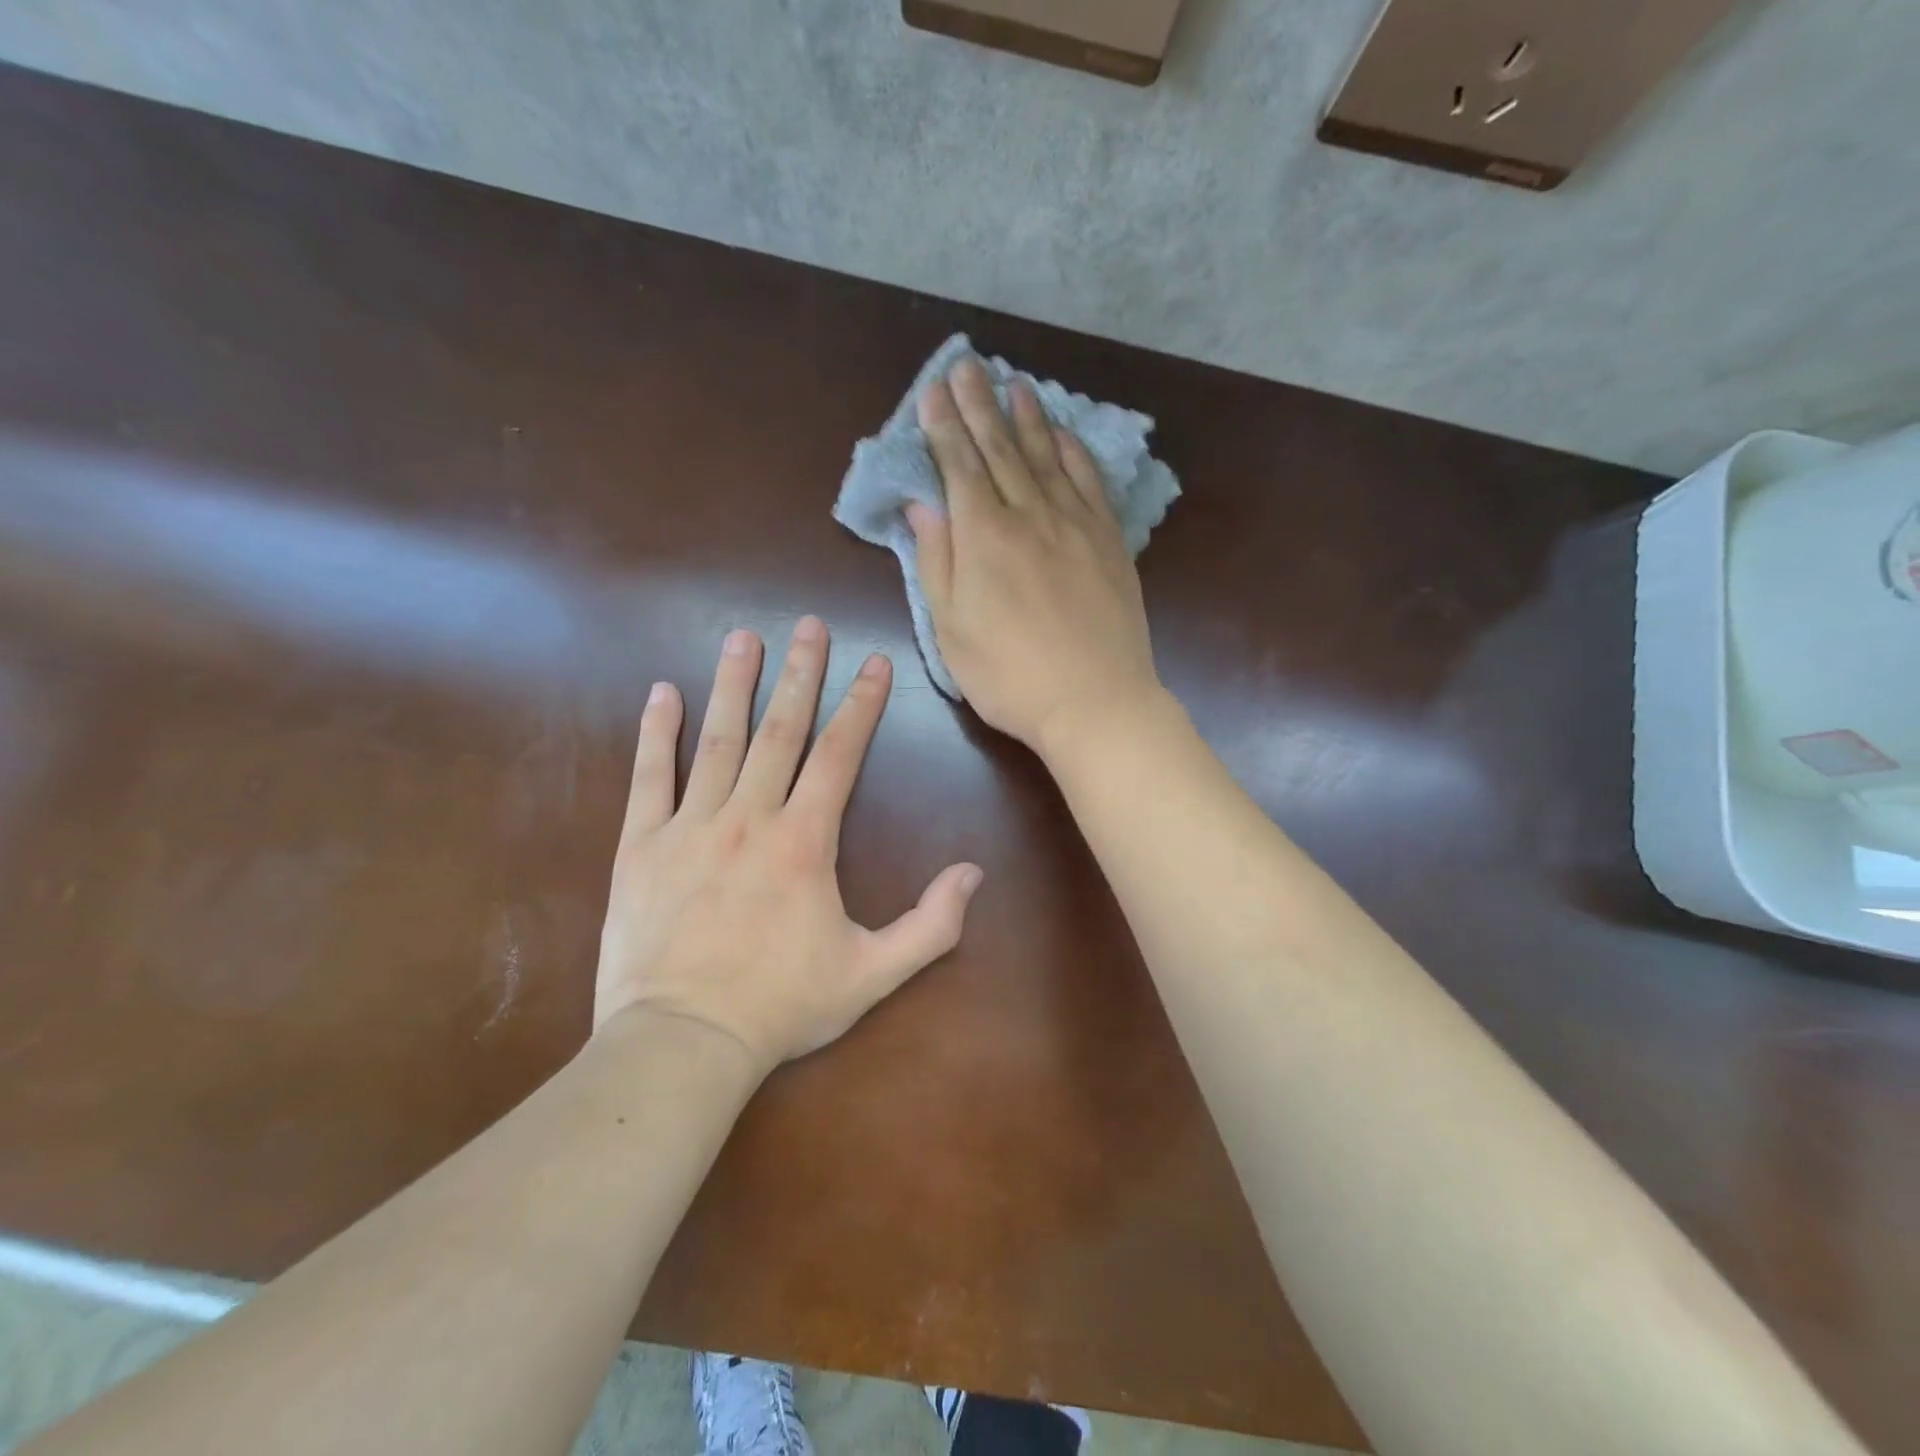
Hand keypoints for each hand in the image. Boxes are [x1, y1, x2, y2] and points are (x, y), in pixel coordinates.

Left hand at [593, 619, 982, 1073]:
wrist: (682, 1042)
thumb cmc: (781, 1006)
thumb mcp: (872, 974)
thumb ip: (931, 925)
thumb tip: (974, 873)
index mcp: (805, 841)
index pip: (840, 754)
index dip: (861, 704)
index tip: (873, 662)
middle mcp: (749, 817)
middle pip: (780, 730)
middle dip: (799, 674)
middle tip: (808, 625)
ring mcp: (690, 826)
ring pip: (716, 740)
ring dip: (733, 685)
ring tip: (743, 637)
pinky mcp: (642, 846)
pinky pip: (649, 778)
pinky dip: (656, 733)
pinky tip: (662, 693)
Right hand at [909, 355, 1161, 755]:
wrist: (1094, 701)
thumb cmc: (1010, 676)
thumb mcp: (952, 629)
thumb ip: (937, 562)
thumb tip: (922, 506)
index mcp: (984, 536)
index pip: (959, 465)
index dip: (943, 426)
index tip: (933, 391)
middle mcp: (1029, 515)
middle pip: (1000, 448)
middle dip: (979, 404)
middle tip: (967, 366)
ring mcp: (1075, 524)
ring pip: (1046, 456)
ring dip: (1027, 416)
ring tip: (1014, 383)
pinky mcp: (1108, 540)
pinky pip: (1089, 480)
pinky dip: (1073, 451)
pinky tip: (1063, 434)